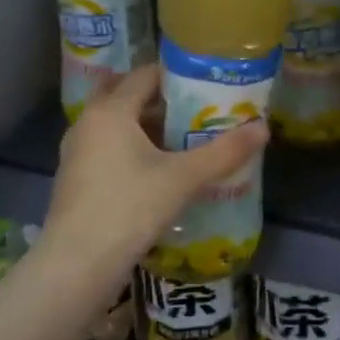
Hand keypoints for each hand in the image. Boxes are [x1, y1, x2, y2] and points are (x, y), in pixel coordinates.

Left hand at [39, 65, 266, 286]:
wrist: (77, 264)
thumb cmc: (130, 208)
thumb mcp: (184, 178)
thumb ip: (224, 151)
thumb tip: (264, 128)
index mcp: (111, 110)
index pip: (146, 74)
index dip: (178, 76)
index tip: (208, 86)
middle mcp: (88, 122)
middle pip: (129, 97)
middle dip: (163, 101)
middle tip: (198, 111)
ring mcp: (77, 152)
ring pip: (118, 125)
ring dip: (148, 127)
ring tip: (185, 140)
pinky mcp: (75, 178)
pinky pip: (109, 148)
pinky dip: (133, 149)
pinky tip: (159, 170)